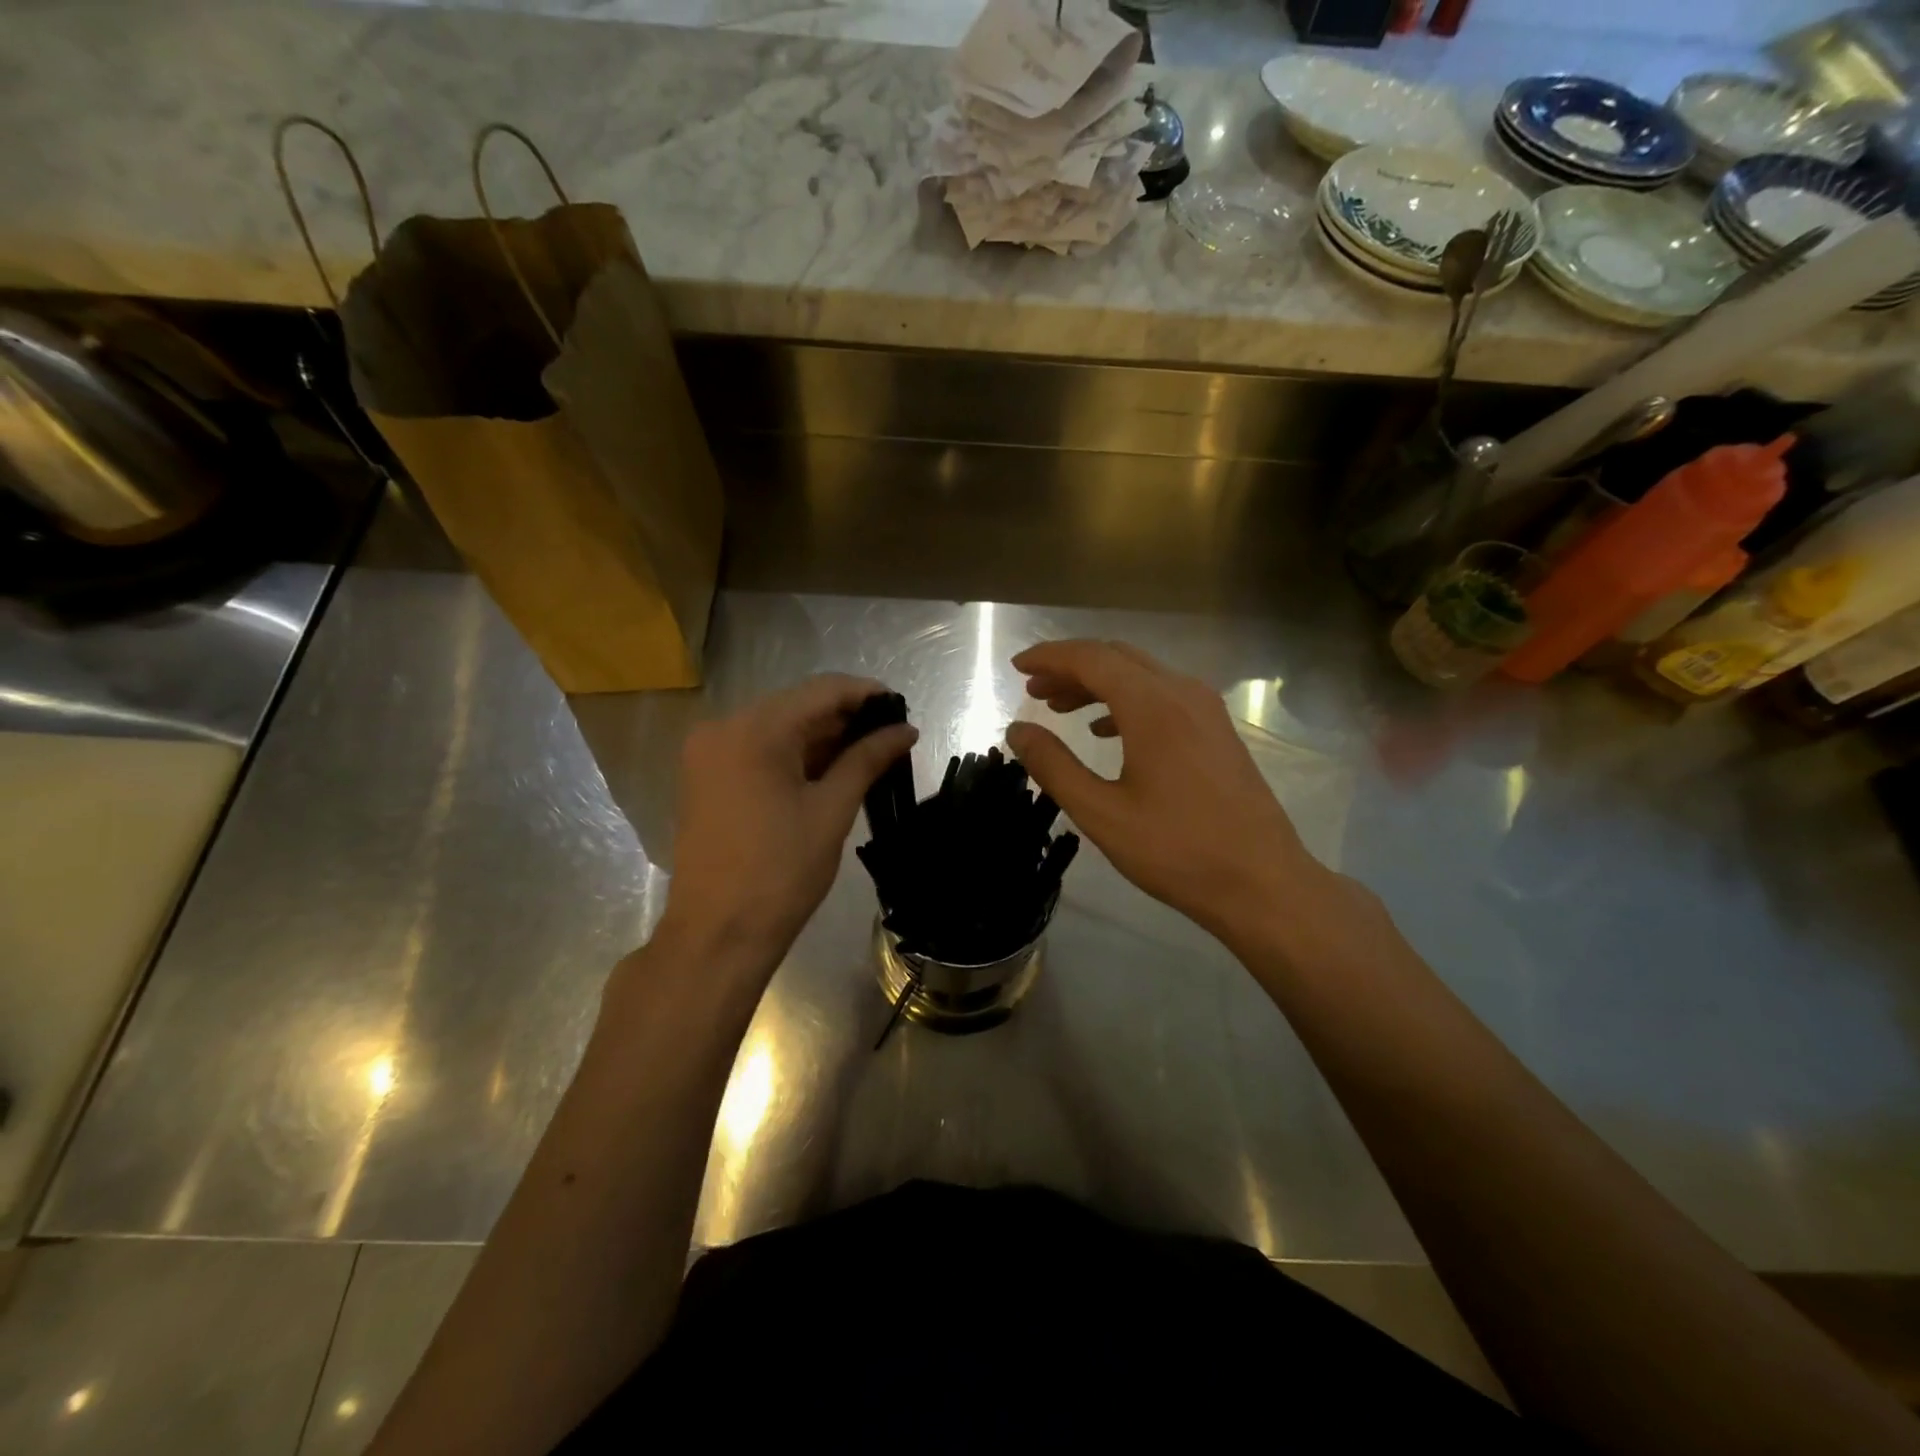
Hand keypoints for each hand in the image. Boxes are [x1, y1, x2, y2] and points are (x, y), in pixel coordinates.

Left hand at [651, 674, 916, 979]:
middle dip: (845, 719)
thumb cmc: (780, 873)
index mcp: (752, 730)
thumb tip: (906, 730)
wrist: (717, 936)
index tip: (901, 709)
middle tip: (891, 738)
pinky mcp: (706, 779)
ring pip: (778, 730)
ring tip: (870, 755)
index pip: (821, 691)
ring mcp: (709, 754)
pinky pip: (759, 752)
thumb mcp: (831, 810)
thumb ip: (867, 759)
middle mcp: (723, 729)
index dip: (866, 694)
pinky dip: (795, 757)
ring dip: (822, 739)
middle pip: (796, 707)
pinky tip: (831, 770)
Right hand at [1004, 640, 1328, 944]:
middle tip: (1032, 691)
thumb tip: (1017, 731)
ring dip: (1097, 684)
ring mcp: (1206, 710)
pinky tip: (1104, 731)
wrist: (1262, 883)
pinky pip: (1162, 696)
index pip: (1091, 658)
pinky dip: (1125, 701)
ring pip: (1141, 675)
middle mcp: (1183, 693)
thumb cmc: (1176, 850)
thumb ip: (1054, 766)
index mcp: (1153, 705)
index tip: (1016, 668)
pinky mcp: (1217, 730)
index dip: (1049, 657)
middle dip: (1070, 668)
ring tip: (1059, 708)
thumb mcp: (1101, 813)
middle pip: (1117, 658)